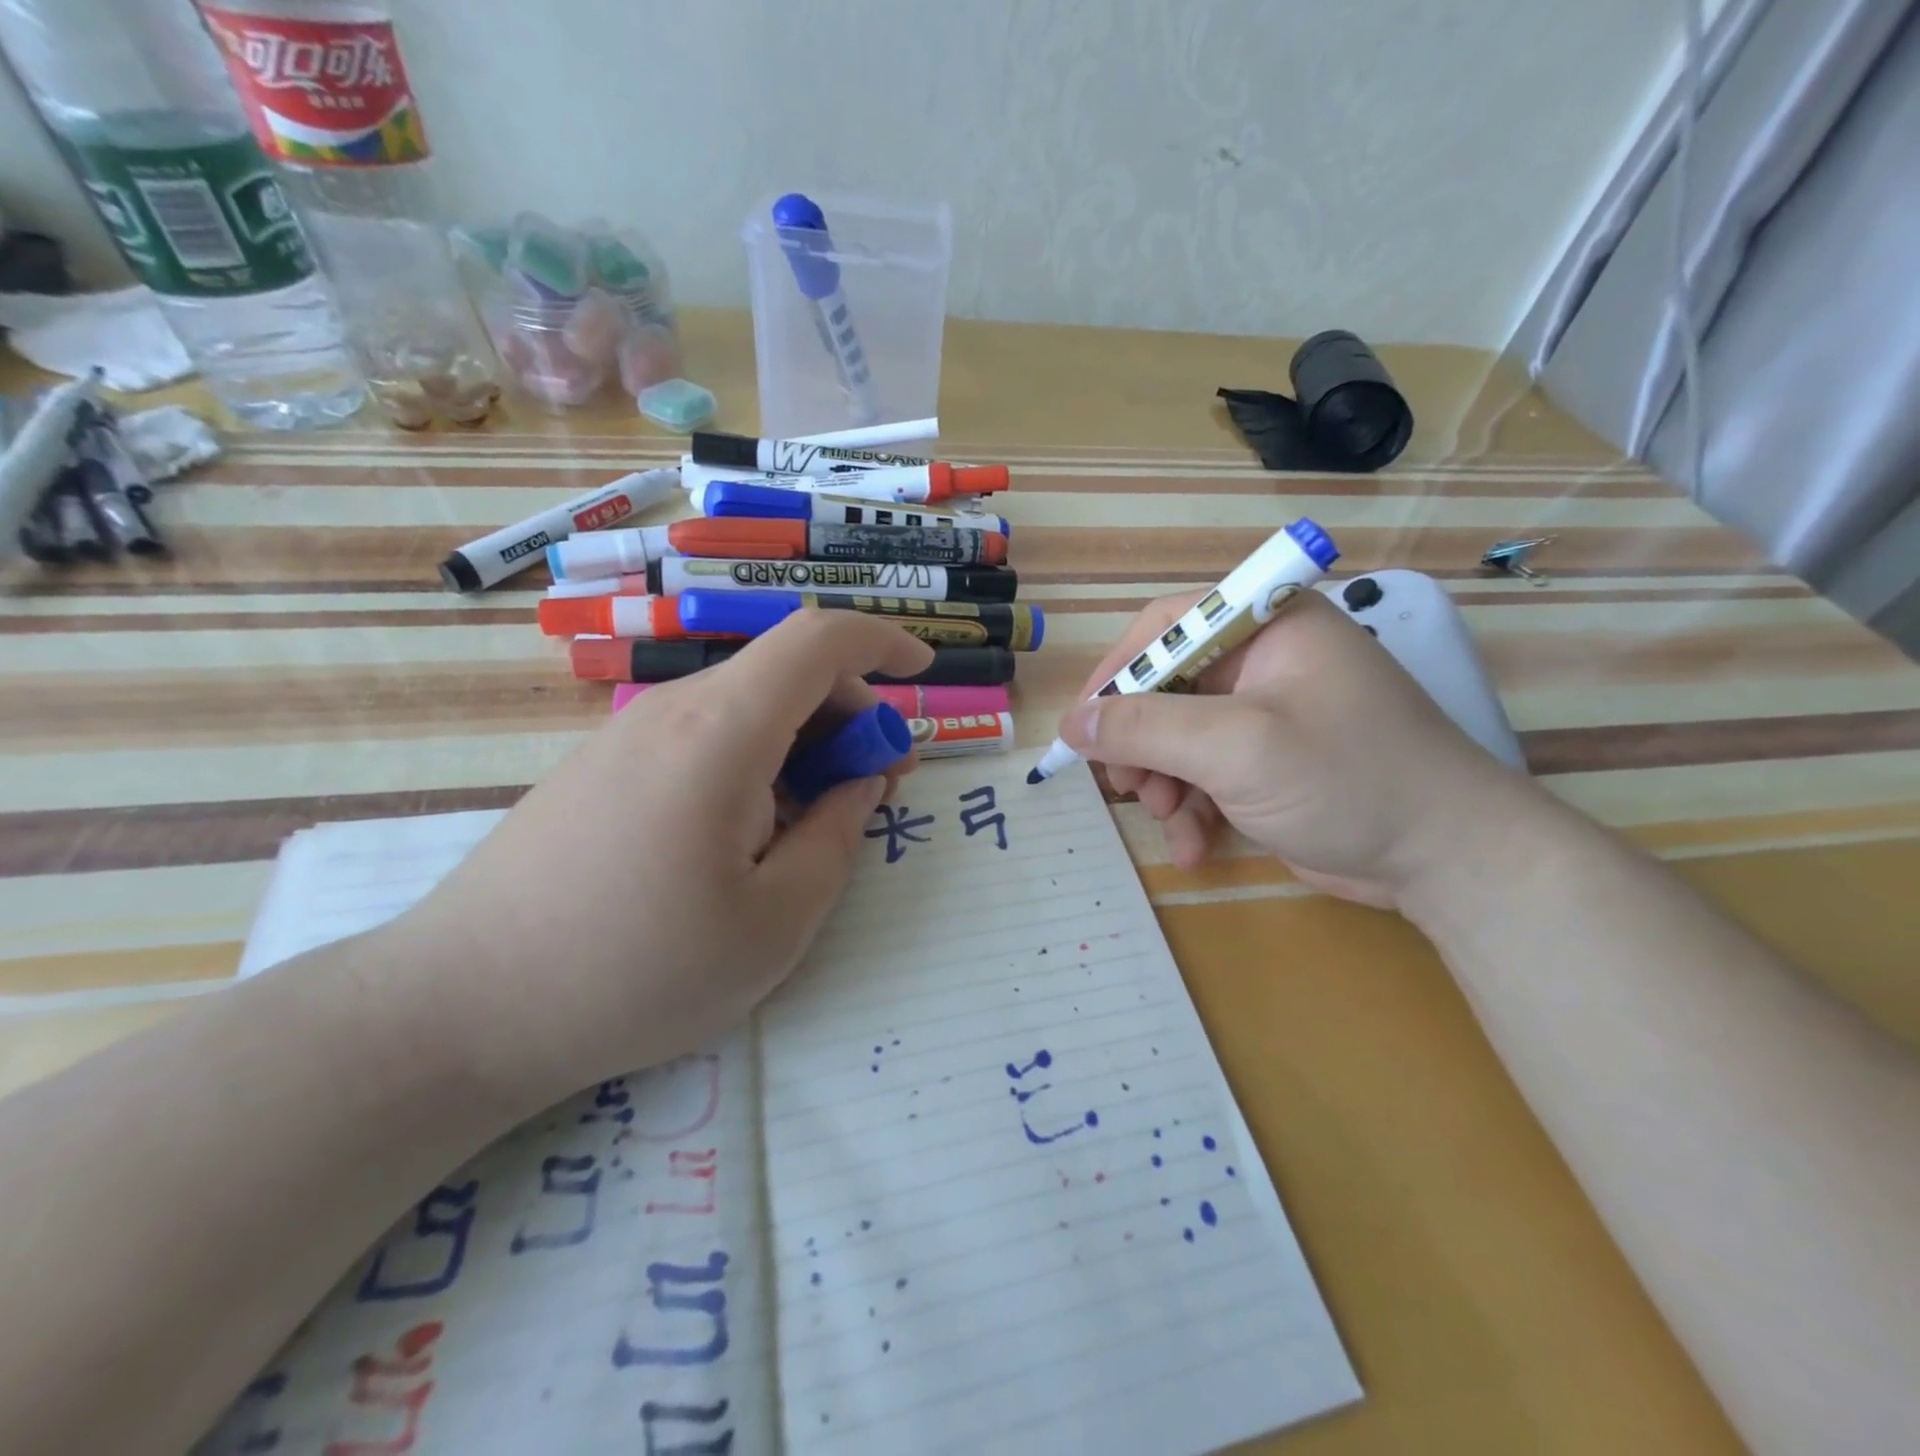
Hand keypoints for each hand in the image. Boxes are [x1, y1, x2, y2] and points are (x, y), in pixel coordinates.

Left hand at [387, 610, 932, 1104]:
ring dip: (803, 742)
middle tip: (879, 784)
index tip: (923, 676)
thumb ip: (837, 839)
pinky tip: (751, 832)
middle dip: (852, 714)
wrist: (461, 1009)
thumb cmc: (636, 971)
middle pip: (784, 674)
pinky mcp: (600, 769)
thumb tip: (857, 785)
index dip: (882, 643)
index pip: (817, 641)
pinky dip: (755, 760)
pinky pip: (702, 738)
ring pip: (744, 707)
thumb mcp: (775, 924)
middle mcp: (672, 712)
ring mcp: (627, 737)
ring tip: (821, 816)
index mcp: (721, 734)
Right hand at [1059, 589, 1544, 907]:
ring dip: (1163, 781)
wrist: (1447, 859)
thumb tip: (1073, 723)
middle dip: (1141, 742)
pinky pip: (1207, 772)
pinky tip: (1194, 845)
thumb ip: (1146, 729)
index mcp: (1266, 625)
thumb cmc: (1346, 779)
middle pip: (1166, 686)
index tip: (1082, 727)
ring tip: (1166, 818)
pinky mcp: (1269, 762)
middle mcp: (1264, 660)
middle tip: (1126, 786)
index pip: (1165, 628)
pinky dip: (1192, 808)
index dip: (1116, 673)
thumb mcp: (1236, 748)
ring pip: (1179, 736)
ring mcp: (1267, 714)